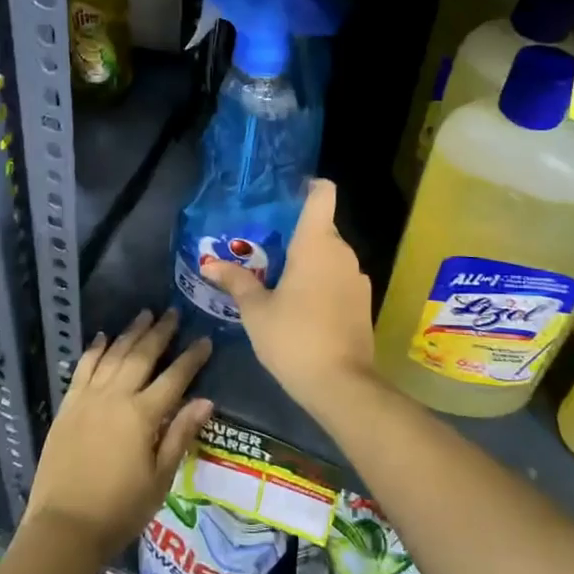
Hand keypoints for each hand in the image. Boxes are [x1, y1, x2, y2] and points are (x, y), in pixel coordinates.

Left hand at [25, 309, 212, 566]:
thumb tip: (206, 401)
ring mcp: (88, 398)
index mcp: (142, 415)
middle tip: (173, 313)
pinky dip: (95, 349)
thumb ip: (180, 435)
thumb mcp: (160, 478)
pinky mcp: (68, 405)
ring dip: (130, 333)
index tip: (205, 340)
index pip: (174, 378)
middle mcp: (115, 397)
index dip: (191, 358)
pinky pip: (84, 367)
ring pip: (113, 354)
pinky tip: (103, 337)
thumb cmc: (120, 509)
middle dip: (160, 333)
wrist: (64, 526)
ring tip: (144, 314)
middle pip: (142, 356)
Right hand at [201, 179, 377, 417]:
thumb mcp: (256, 311)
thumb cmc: (294, 338)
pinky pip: (339, 279)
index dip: (308, 187)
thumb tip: (210, 264)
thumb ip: (236, 282)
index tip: (287, 196)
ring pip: (330, 256)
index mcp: (316, 244)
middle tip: (264, 250)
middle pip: (322, 228)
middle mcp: (342, 253)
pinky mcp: (363, 303)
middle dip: (295, 235)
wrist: (341, 385)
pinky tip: (300, 306)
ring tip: (277, 279)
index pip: (322, 194)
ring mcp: (357, 278)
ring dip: (308, 262)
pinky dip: (321, 283)